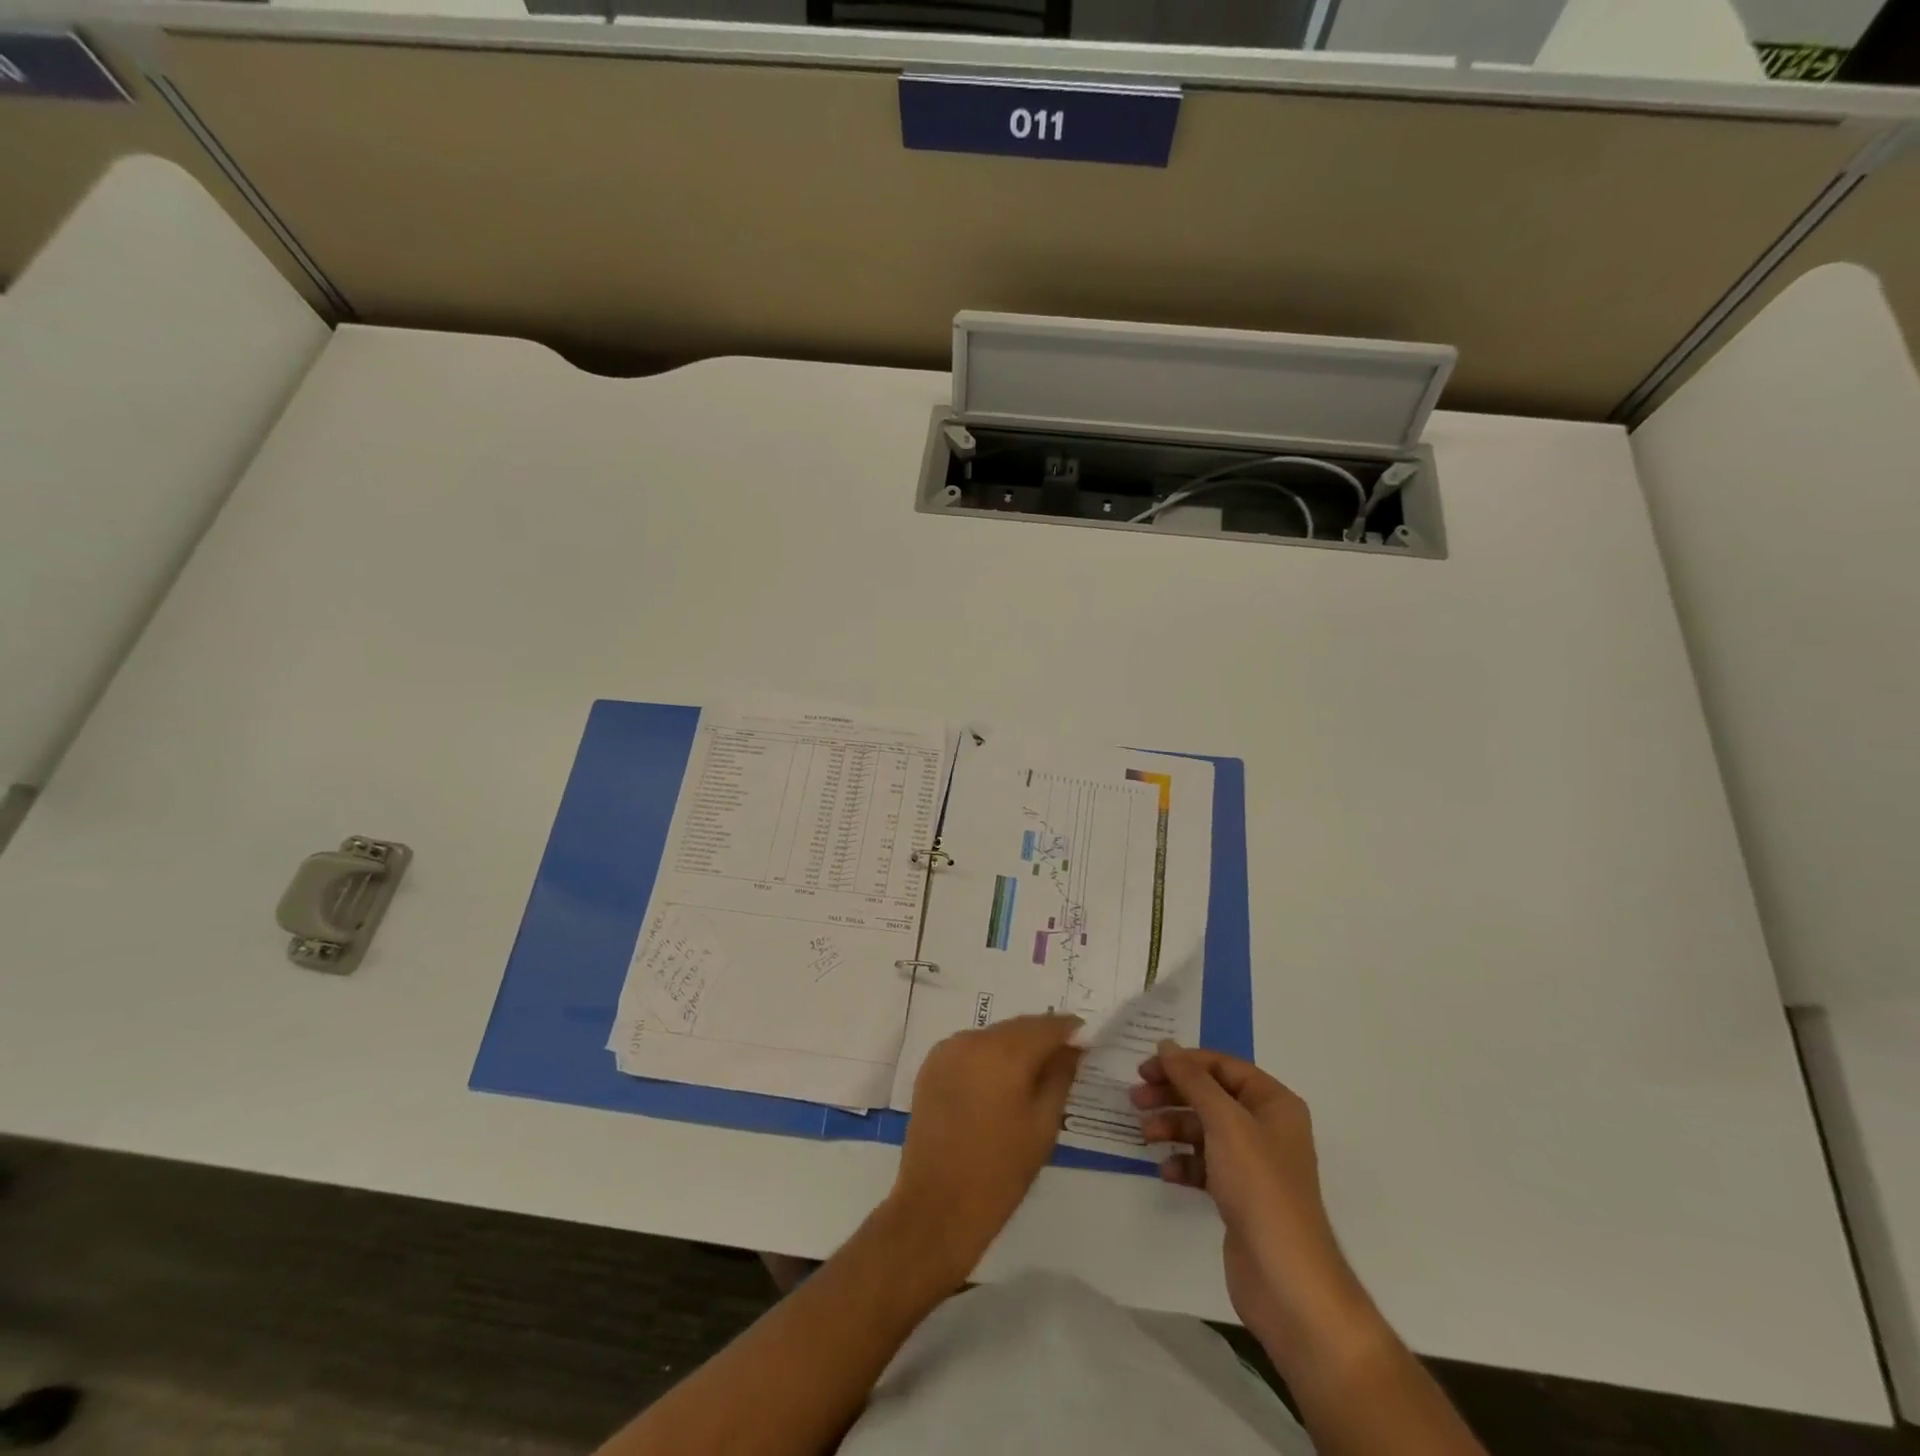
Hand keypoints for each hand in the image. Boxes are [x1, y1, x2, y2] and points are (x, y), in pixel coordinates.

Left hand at [892, 1015, 1082, 1283]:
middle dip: (1041, 1038)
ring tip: (1029, 1077)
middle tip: (1063, 1059)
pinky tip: (997, 1084)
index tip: (1087, 1040)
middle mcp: (973, 1039)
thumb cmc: (1001, 1171)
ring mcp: (948, 1050)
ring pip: (992, 1036)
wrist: (938, 1204)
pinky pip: (969, 1049)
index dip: (1069, 1030)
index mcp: (1005, 1052)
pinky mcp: (931, 1065)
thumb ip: (1060, 1076)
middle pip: (1018, 1027)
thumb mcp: (1044, 1125)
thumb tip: (1072, 1048)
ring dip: (1013, 1046)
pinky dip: (987, 1057)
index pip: (1046, 1026)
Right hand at [1132, 1043, 1373, 1361]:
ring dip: (1173, 1127)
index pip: (1223, 1066)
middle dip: (1173, 1095)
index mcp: (1273, 1102)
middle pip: (1211, 1096)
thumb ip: (1193, 1080)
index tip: (1145, 1069)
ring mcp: (1253, 1163)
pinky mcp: (1240, 1195)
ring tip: (1145, 1135)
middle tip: (1135, 1099)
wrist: (1286, 1279)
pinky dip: (1184, 1162)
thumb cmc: (1259, 1186)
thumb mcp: (1224, 1122)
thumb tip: (1167, 1045)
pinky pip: (1205, 1165)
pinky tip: (1166, 1171)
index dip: (1184, 1063)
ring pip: (1204, 1130)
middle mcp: (1266, 1127)